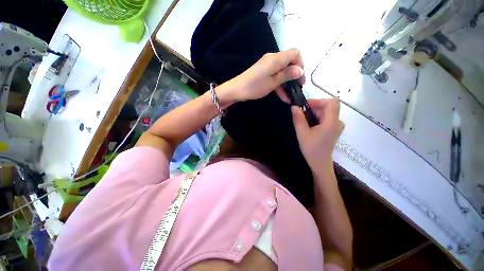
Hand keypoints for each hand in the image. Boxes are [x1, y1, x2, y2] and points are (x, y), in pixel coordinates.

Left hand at [219, 48, 304, 103]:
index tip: (300, 77)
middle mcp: (273, 58)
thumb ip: (288, 74)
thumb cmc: (255, 86)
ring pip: (284, 70)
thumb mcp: (274, 82)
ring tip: (292, 97)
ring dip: (289, 82)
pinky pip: (277, 75)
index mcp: (276, 58)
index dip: (300, 63)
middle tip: (299, 87)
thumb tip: (301, 70)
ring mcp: (269, 65)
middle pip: (291, 62)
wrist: (236, 90)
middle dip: (296, 74)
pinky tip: (284, 97)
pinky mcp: (265, 71)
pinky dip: (281, 84)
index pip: (295, 53)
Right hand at [291, 99, 344, 174]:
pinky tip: (313, 126)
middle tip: (304, 114)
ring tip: (307, 121)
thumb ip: (299, 119)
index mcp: (331, 122)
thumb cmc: (312, 150)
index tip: (309, 106)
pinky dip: (320, 118)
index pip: (332, 102)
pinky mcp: (335, 130)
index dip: (320, 100)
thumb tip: (294, 106)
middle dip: (316, 107)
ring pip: (328, 112)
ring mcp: (337, 126)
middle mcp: (337, 122)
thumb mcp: (302, 134)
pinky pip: (329, 118)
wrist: (320, 165)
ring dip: (317, 113)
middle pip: (329, 106)